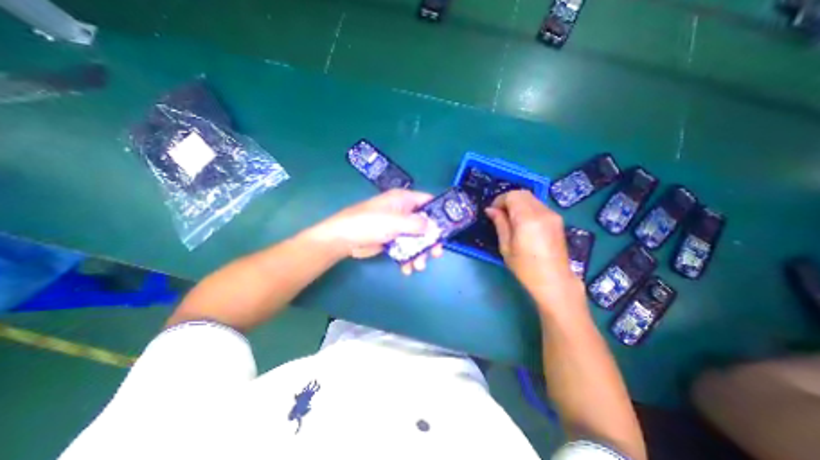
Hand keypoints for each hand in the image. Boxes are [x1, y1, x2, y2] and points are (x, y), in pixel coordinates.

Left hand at [315, 188, 442, 274]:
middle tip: (436, 253)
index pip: (427, 201)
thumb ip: (416, 224)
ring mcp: (397, 227)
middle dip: (430, 240)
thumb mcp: (394, 222)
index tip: (447, 228)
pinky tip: (406, 269)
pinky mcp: (391, 240)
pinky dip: (407, 258)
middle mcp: (403, 212)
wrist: (343, 239)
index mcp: (403, 200)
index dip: (438, 213)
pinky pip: (405, 248)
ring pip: (415, 239)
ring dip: (419, 253)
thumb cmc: (368, 223)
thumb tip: (435, 227)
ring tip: (418, 266)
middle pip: (424, 224)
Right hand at [486, 189, 582, 308]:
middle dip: (508, 200)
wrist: (554, 280)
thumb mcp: (506, 246)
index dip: (499, 200)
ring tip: (511, 219)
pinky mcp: (557, 219)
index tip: (492, 212)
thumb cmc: (525, 267)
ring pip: (531, 198)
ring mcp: (552, 215)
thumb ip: (500, 224)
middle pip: (522, 193)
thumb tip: (490, 210)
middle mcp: (542, 212)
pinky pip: (539, 205)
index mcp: (527, 219)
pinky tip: (523, 222)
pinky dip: (527, 207)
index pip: (512, 196)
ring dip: (518, 203)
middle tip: (500, 214)